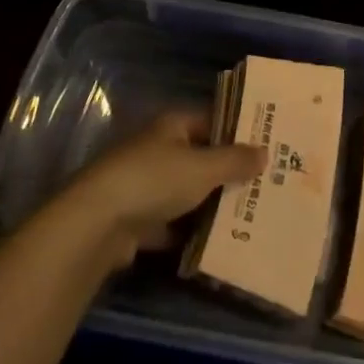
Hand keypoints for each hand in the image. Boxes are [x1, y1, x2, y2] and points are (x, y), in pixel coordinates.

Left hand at [60, 111, 264, 267]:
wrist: (96, 225)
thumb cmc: (154, 181)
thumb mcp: (203, 168)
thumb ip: (235, 161)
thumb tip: (264, 152)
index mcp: (171, 126)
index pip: (211, 121)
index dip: (238, 132)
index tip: (267, 147)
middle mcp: (157, 150)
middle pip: (200, 158)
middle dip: (228, 173)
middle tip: (266, 185)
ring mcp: (144, 186)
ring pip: (187, 193)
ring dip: (211, 205)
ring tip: (250, 215)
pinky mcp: (137, 220)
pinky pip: (173, 224)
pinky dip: (190, 233)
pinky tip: (218, 243)